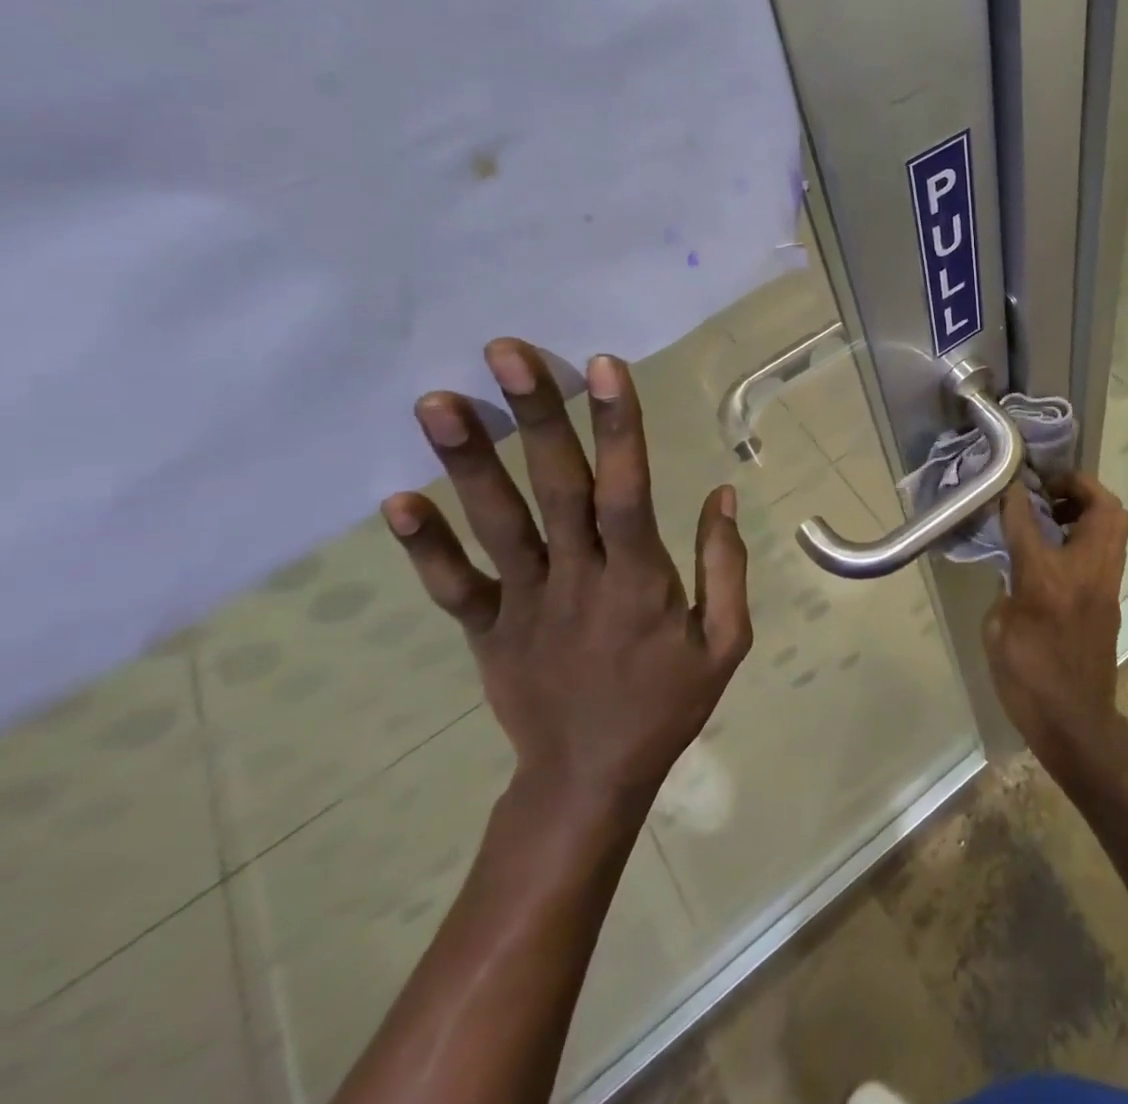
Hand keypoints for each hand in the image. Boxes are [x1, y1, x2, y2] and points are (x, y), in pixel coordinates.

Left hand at [381, 338, 750, 826]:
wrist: (590, 779)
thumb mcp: (725, 642)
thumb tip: (721, 495)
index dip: (617, 429)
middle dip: (534, 418)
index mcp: (640, 582)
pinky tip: (396, 499)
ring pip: (496, 526)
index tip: (603, 368)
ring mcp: (525, 605)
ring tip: (437, 401)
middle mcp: (578, 580)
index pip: (627, 493)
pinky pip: (454, 585)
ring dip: (467, 462)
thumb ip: (726, 566)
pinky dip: (425, 546)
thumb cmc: (667, 703)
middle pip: (555, 490)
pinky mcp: (487, 630)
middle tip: (505, 353)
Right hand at [986, 471, 1127, 764]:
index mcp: (1047, 578)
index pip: (1031, 520)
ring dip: (1089, 507)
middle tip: (1050, 491)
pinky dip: (1090, 533)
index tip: (1009, 482)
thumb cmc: (1027, 680)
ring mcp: (1106, 583)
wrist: (1075, 723)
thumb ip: (1006, 586)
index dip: (1017, 496)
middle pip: (1103, 507)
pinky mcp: (1112, 597)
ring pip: (1115, 524)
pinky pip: (1109, 548)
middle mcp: (1085, 571)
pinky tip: (1061, 549)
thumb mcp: (997, 630)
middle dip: (1079, 486)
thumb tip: (1015, 565)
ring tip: (1055, 515)